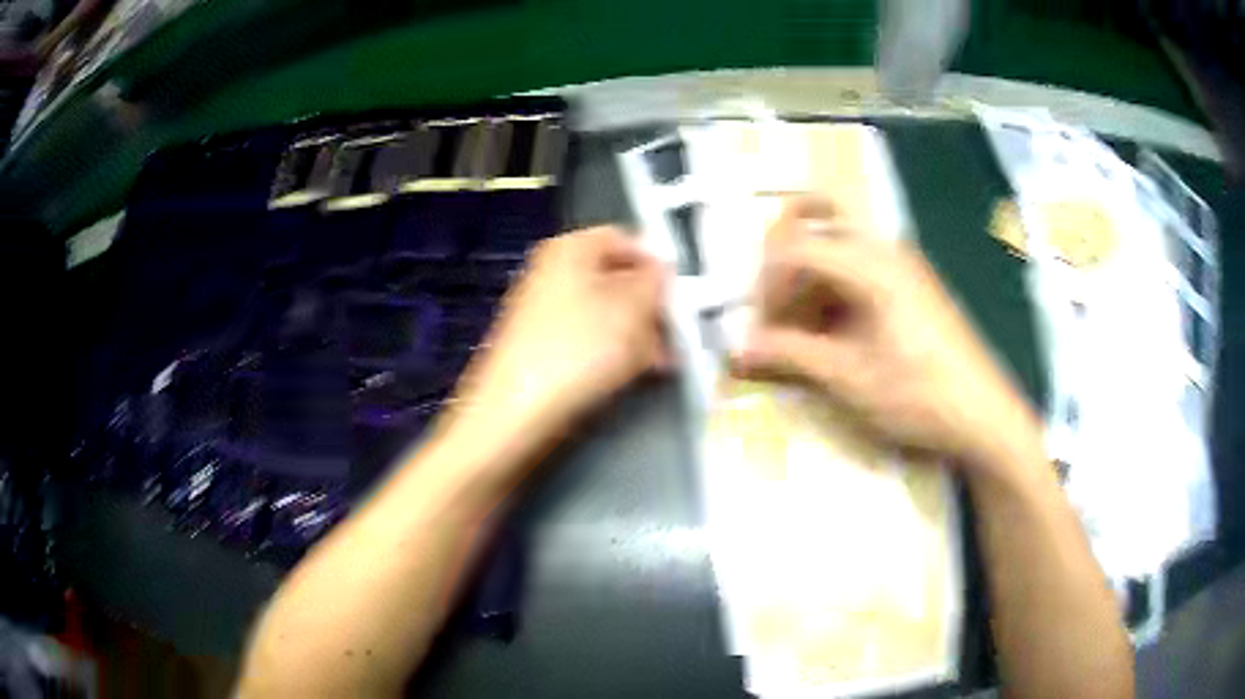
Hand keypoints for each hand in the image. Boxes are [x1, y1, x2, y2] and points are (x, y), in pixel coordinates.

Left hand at [434, 227, 667, 480]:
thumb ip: (656, 280)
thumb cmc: (579, 349)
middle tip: (676, 334)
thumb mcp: (633, 307)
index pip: (625, 239)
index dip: (657, 263)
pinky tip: (632, 375)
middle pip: (617, 278)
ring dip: (638, 334)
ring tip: (661, 362)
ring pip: (606, 313)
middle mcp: (553, 272)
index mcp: (570, 248)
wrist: (517, 413)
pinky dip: (613, 353)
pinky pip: (588, 340)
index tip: (682, 294)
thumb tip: (662, 271)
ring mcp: (545, 312)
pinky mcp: (543, 348)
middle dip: (650, 306)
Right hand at [732, 197, 1041, 474]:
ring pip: (837, 249)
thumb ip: (790, 355)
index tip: (758, 328)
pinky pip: (859, 271)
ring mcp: (902, 266)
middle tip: (772, 310)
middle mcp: (885, 250)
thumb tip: (736, 352)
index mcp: (871, 264)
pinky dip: (833, 293)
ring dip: (808, 282)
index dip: (767, 285)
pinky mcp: (912, 287)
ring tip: (798, 333)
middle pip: (817, 225)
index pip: (797, 247)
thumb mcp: (849, 378)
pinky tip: (831, 336)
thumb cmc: (918, 395)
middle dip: (784, 265)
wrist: (984, 416)